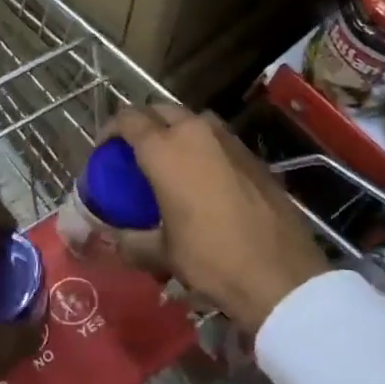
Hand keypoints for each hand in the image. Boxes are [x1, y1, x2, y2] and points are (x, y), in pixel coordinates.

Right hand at [107, 105, 329, 333]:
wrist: (279, 274)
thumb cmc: (211, 258)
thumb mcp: (162, 254)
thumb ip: (131, 240)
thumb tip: (114, 238)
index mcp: (165, 149)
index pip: (128, 118)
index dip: (110, 129)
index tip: (104, 149)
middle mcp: (195, 132)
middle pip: (160, 109)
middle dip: (143, 123)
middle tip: (135, 151)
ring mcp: (229, 139)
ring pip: (192, 119)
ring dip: (175, 130)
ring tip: (169, 160)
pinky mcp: (253, 155)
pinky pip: (217, 138)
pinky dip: (202, 146)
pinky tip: (203, 177)